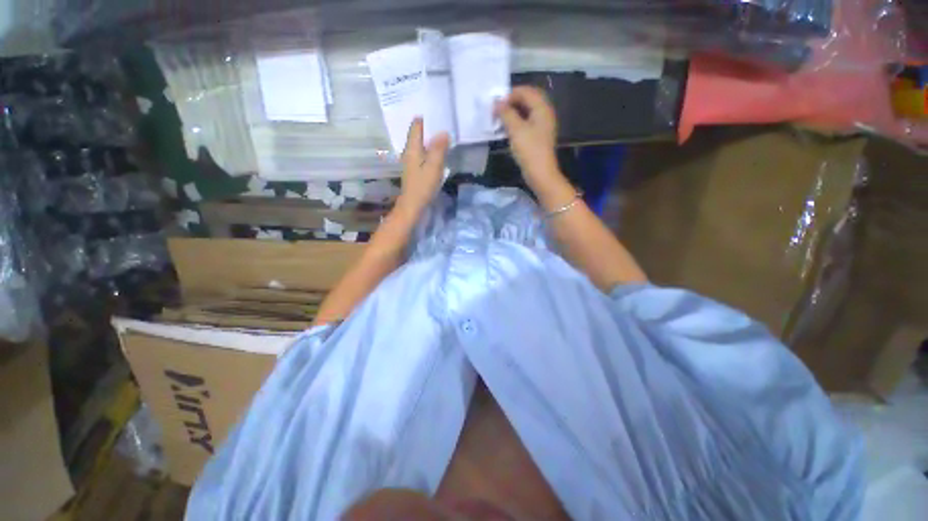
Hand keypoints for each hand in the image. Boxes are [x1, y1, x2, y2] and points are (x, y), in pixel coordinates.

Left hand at [395, 118, 449, 215]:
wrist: (413, 205)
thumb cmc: (422, 186)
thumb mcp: (433, 167)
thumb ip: (439, 149)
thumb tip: (444, 131)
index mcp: (412, 148)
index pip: (416, 125)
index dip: (424, 116)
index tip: (436, 108)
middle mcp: (410, 151)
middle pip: (418, 133)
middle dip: (429, 126)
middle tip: (443, 117)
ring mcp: (412, 161)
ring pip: (421, 144)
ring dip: (430, 138)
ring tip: (443, 131)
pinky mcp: (416, 169)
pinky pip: (423, 153)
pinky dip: (431, 149)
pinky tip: (439, 150)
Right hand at [495, 86, 560, 190]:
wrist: (540, 173)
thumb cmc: (529, 150)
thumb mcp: (516, 130)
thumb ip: (506, 113)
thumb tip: (497, 102)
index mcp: (542, 108)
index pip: (526, 91)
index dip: (510, 94)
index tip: (496, 105)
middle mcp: (544, 114)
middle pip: (527, 100)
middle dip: (511, 102)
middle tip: (497, 111)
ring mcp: (542, 126)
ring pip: (526, 112)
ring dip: (512, 113)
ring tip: (499, 121)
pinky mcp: (537, 137)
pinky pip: (526, 123)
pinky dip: (516, 123)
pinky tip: (506, 131)